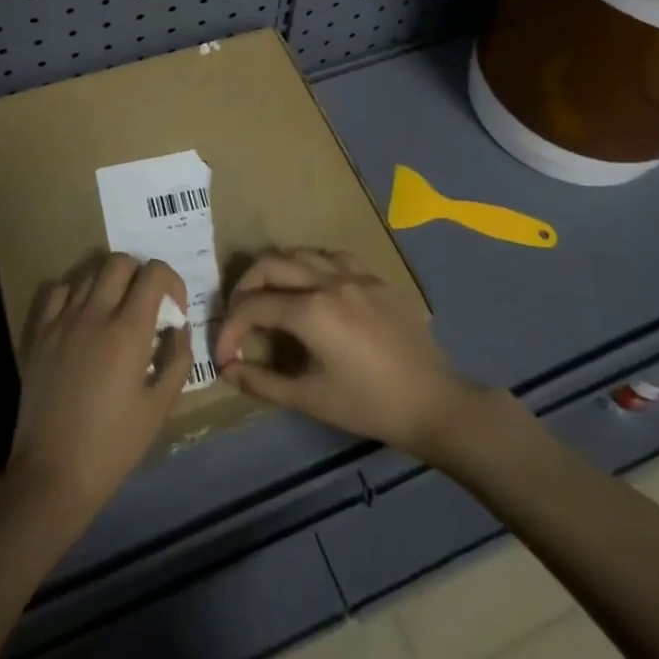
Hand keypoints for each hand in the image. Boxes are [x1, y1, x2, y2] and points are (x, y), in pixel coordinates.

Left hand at [6, 253, 191, 536]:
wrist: (52, 475)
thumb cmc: (113, 445)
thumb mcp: (160, 406)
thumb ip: (177, 358)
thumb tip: (179, 327)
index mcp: (128, 331)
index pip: (153, 273)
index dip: (171, 281)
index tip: (175, 309)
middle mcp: (94, 314)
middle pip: (120, 261)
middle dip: (141, 274)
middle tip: (147, 305)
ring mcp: (62, 321)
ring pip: (90, 271)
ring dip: (110, 281)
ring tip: (116, 311)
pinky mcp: (39, 334)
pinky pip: (59, 291)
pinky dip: (76, 292)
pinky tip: (83, 316)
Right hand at [214, 248, 478, 459]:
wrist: (433, 403)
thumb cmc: (368, 406)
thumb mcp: (309, 399)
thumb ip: (262, 382)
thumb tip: (228, 369)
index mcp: (310, 311)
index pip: (252, 307)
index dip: (230, 329)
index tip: (225, 355)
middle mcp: (327, 280)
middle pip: (270, 265)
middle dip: (245, 287)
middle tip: (240, 315)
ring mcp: (354, 274)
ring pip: (301, 252)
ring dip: (277, 270)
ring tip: (270, 296)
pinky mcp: (375, 278)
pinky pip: (333, 257)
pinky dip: (311, 265)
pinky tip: (313, 286)